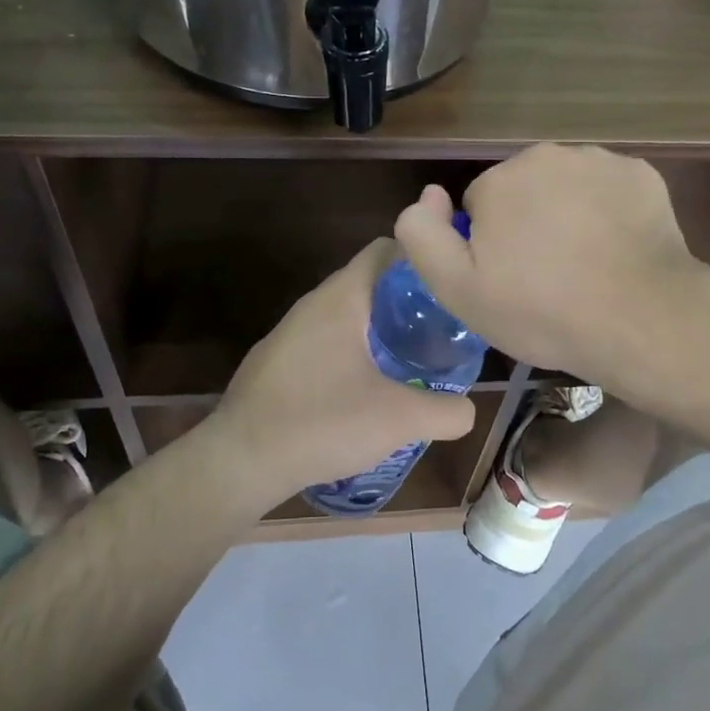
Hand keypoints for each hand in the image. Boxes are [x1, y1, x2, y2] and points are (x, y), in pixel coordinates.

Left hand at [206, 240, 476, 505]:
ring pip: (347, 314)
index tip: (451, 285)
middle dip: (408, 301)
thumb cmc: (322, 423)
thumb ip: (447, 411)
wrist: (240, 461)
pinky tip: (367, 389)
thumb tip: (469, 409)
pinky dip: (353, 351)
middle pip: (370, 283)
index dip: (423, 258)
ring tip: (413, 361)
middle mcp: (312, 304)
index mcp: (341, 298)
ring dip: (380, 330)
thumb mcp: (400, 419)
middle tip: (442, 330)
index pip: (387, 249)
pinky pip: (326, 341)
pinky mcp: (277, 362)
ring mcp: (290, 333)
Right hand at [395, 144, 699, 382]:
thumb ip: (422, 234)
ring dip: (567, 217)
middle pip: (523, 191)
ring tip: (584, 269)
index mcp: (500, 179)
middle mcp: (548, 155)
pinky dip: (607, 213)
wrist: (640, 318)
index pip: (478, 207)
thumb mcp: (457, 288)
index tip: (508, 282)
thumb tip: (428, 196)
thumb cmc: (541, 309)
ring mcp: (601, 161)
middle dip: (526, 224)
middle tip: (545, 279)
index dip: (487, 247)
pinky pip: (608, 191)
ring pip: (567, 188)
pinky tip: (616, 252)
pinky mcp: (642, 176)